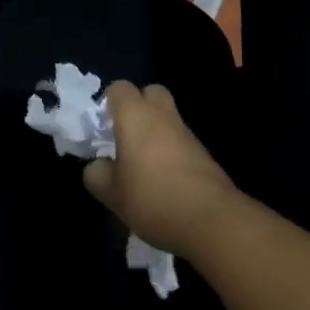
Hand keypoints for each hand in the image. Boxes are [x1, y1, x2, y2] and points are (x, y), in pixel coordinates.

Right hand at [82, 82, 245, 257]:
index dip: (108, 102)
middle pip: (150, 93)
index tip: (102, 127)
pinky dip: (170, 151)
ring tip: (141, 164)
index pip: (119, 88)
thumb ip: (96, 173)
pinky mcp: (204, 154)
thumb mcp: (111, 193)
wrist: (212, 221)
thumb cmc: (152, 197)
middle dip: (137, 107)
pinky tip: (163, 180)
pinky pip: (180, 141)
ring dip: (154, 132)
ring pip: (167, 118)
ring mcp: (187, 133)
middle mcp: (162, 116)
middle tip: (124, 136)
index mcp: (135, 116)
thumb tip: (99, 166)